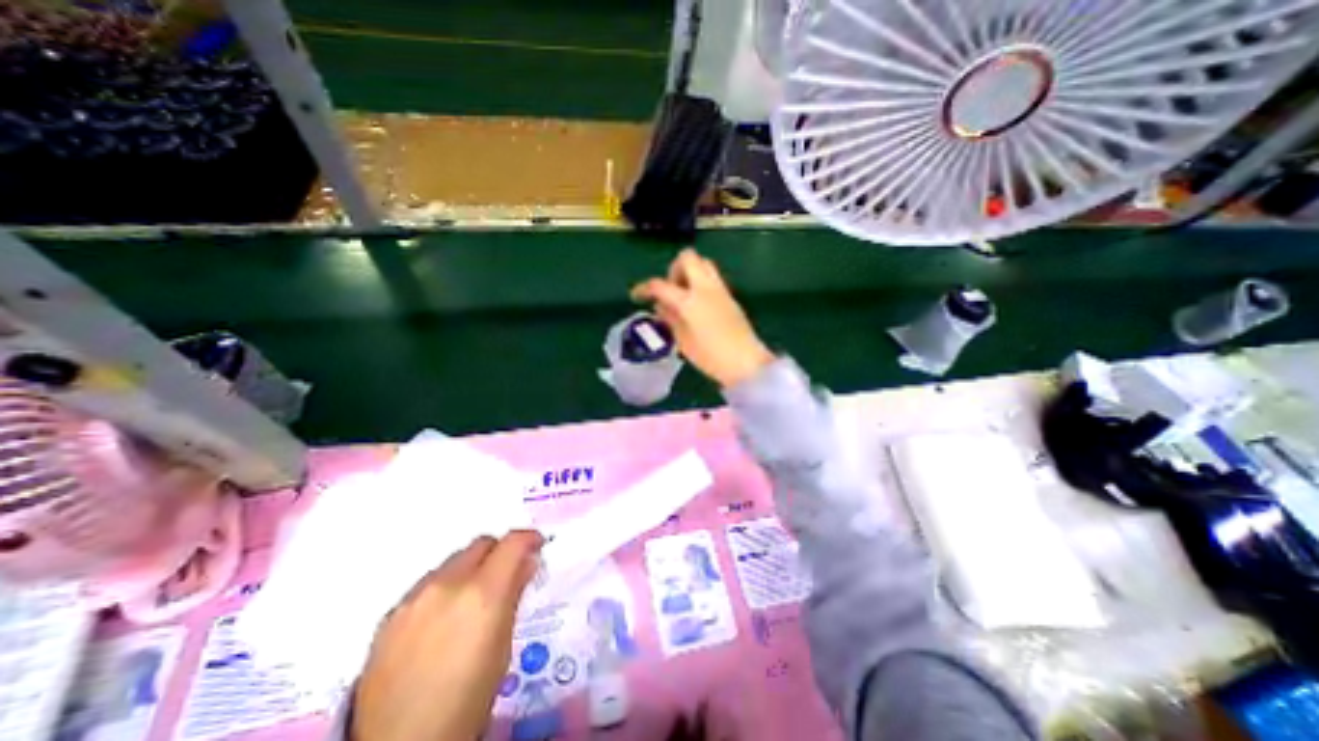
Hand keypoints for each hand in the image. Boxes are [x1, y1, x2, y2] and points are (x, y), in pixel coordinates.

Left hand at [352, 529, 544, 739]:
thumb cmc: (466, 701)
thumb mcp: (502, 648)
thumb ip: (514, 596)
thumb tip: (526, 564)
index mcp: (482, 593)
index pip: (512, 542)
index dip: (529, 539)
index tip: (537, 545)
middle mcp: (447, 585)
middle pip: (482, 544)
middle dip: (500, 552)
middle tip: (508, 574)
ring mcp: (414, 597)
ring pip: (454, 561)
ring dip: (471, 569)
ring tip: (473, 600)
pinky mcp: (390, 614)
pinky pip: (427, 583)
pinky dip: (444, 588)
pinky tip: (443, 619)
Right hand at [626, 250, 774, 386]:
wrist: (746, 362)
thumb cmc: (710, 356)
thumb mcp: (683, 341)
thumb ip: (670, 319)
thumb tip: (660, 306)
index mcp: (689, 300)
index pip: (661, 285)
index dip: (644, 288)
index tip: (636, 295)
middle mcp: (705, 287)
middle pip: (687, 258)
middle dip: (673, 269)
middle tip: (669, 291)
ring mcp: (720, 289)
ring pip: (703, 263)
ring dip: (689, 272)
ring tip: (682, 297)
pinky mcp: (730, 296)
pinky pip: (712, 278)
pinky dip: (700, 282)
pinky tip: (697, 305)